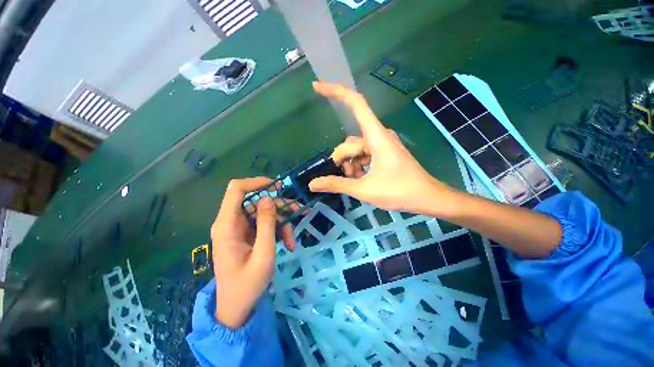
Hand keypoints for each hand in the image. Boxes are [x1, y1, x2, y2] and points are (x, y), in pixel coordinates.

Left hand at [211, 177, 294, 328]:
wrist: (236, 308)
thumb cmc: (248, 284)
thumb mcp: (263, 253)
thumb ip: (266, 223)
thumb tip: (268, 198)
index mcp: (227, 225)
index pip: (237, 189)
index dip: (257, 182)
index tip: (279, 187)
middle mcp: (230, 222)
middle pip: (256, 201)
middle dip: (279, 206)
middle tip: (299, 212)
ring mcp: (238, 229)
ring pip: (263, 213)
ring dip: (281, 222)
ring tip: (292, 239)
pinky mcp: (246, 235)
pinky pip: (263, 224)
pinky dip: (277, 230)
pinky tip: (287, 243)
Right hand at [309, 82, 457, 215]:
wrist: (427, 198)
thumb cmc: (399, 192)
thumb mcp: (364, 189)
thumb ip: (337, 184)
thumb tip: (313, 184)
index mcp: (376, 136)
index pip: (356, 104)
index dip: (336, 92)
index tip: (316, 87)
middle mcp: (379, 135)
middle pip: (350, 141)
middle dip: (343, 160)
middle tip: (345, 177)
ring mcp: (382, 143)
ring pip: (356, 149)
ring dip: (351, 165)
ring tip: (356, 180)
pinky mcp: (384, 151)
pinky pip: (364, 154)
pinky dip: (358, 165)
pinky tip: (362, 178)